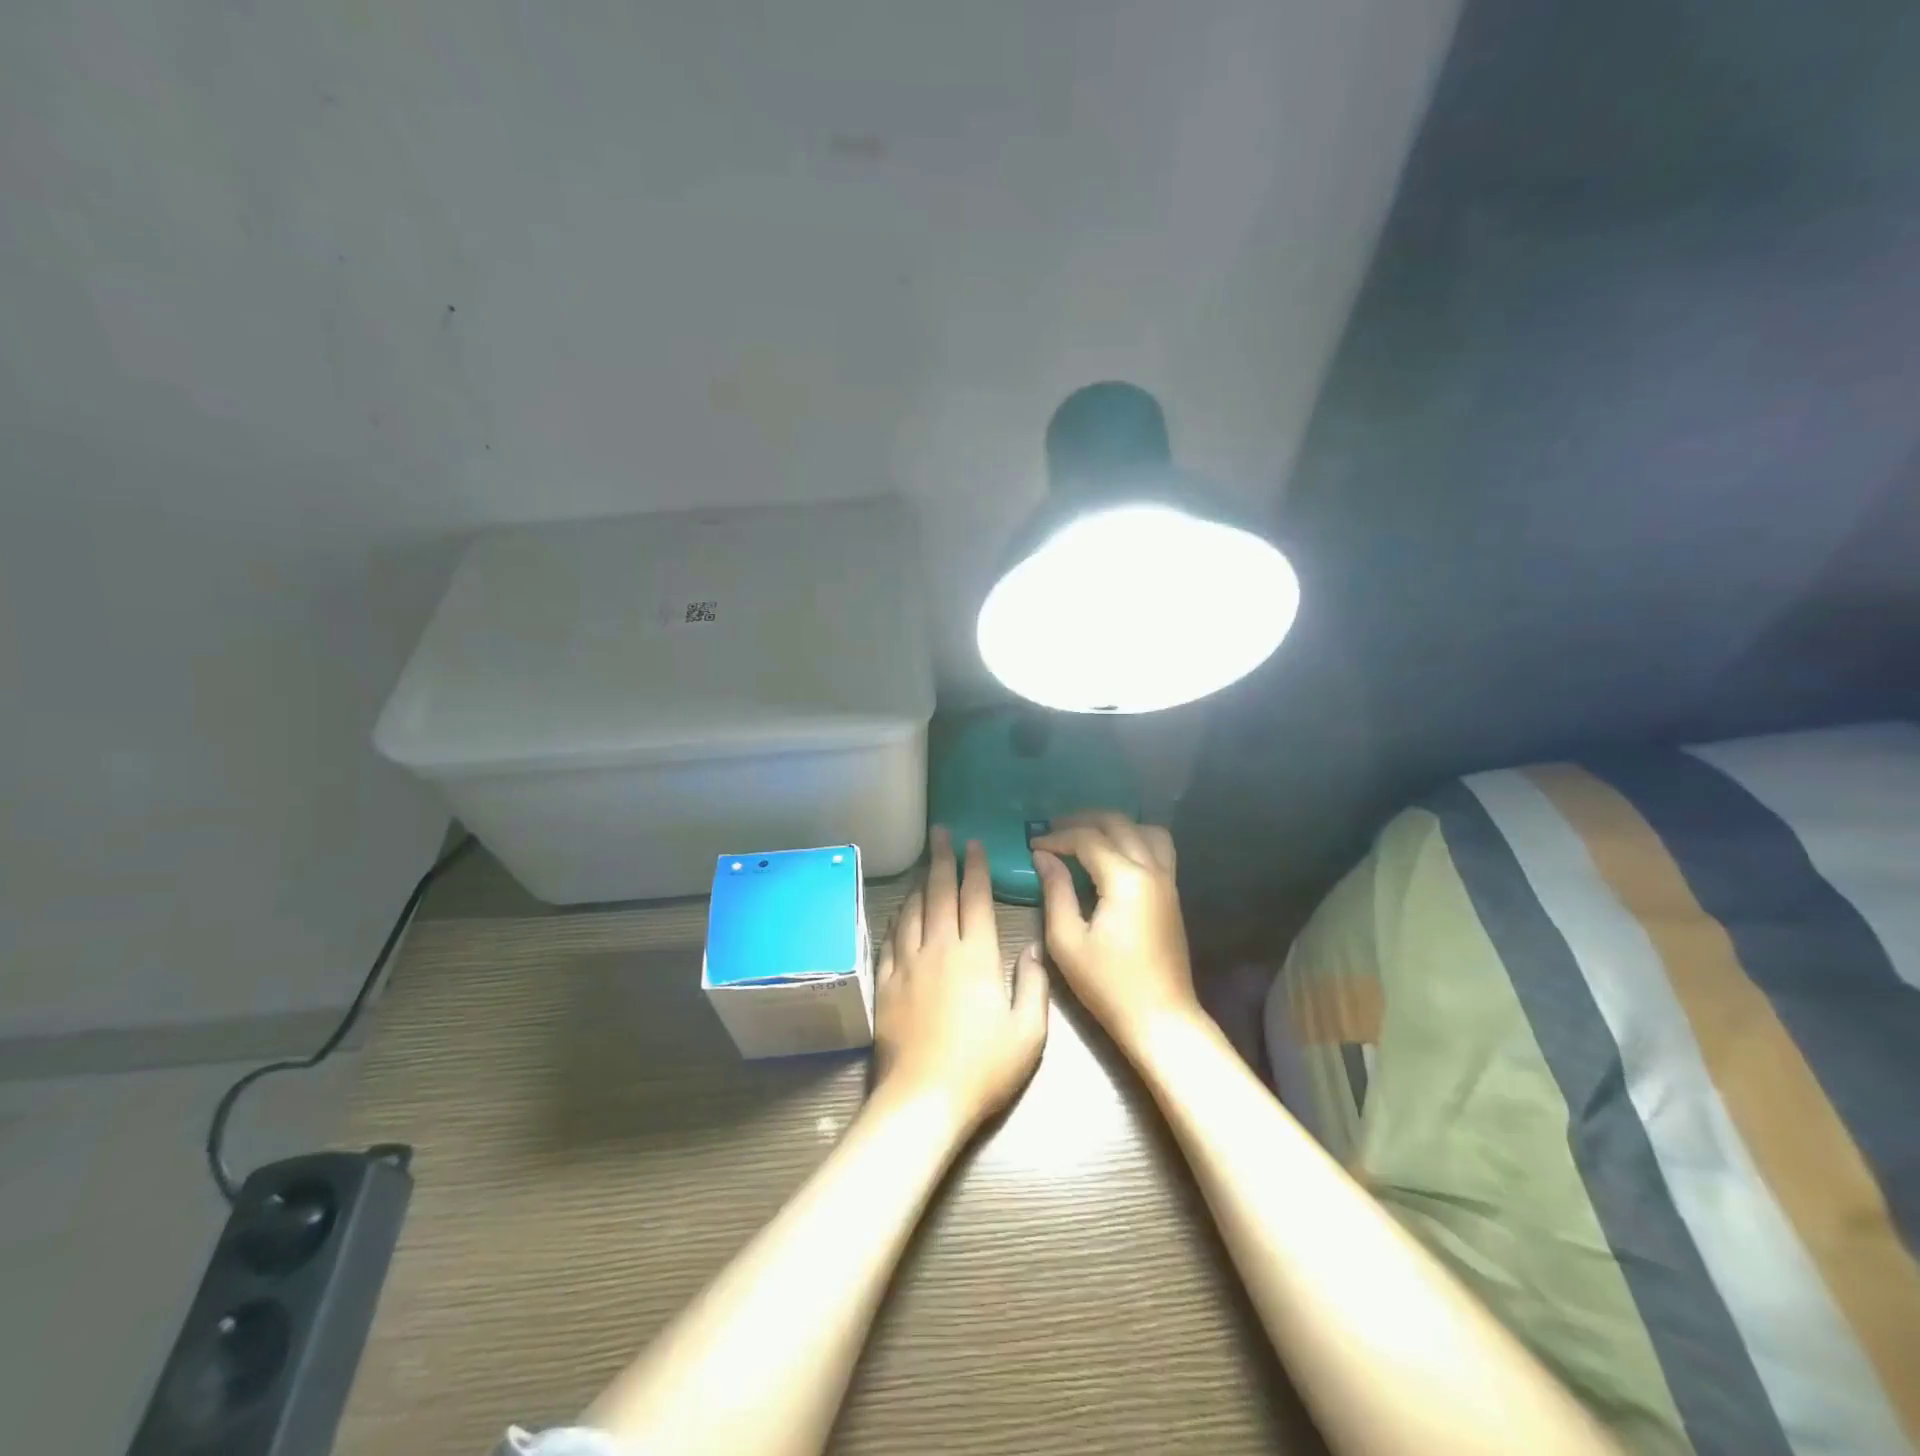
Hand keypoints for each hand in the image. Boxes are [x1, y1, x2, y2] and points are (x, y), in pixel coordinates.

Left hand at [872, 828, 1049, 1134]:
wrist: (923, 1099)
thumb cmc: (983, 1067)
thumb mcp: (1028, 1032)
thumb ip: (1033, 983)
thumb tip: (1030, 945)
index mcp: (976, 955)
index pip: (975, 898)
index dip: (975, 868)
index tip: (974, 844)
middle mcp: (939, 949)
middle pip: (939, 893)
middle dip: (942, 860)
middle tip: (940, 833)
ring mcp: (907, 965)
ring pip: (912, 911)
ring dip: (919, 883)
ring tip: (923, 865)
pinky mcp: (885, 984)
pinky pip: (889, 940)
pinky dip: (896, 919)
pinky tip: (899, 911)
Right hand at [1030, 813, 1201, 1057]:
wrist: (1161, 1018)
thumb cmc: (1109, 985)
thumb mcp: (1068, 941)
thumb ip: (1055, 891)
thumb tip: (1044, 857)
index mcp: (1125, 880)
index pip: (1088, 839)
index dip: (1057, 837)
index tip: (1033, 845)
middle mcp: (1151, 870)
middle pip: (1118, 823)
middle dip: (1083, 821)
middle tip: (1054, 830)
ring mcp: (1168, 880)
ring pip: (1144, 829)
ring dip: (1114, 825)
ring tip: (1086, 836)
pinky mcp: (1173, 893)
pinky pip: (1159, 848)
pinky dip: (1136, 838)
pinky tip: (1115, 854)